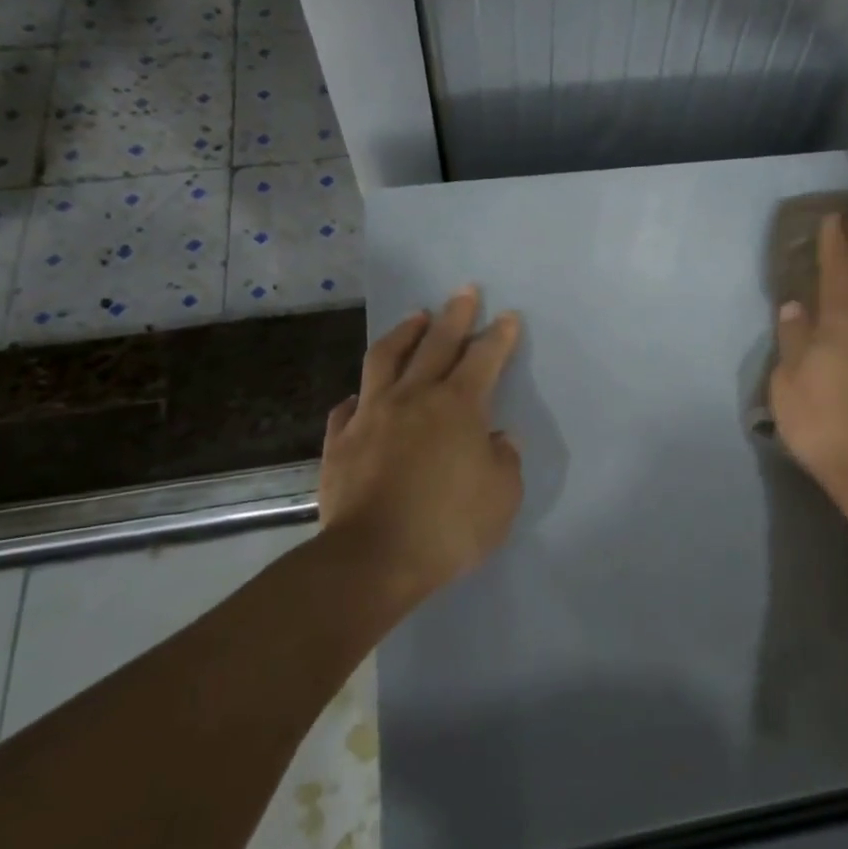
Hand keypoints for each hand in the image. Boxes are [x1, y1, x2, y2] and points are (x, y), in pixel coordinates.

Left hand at [318, 286, 523, 595]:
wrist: (372, 558)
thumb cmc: (448, 526)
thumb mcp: (502, 497)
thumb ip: (504, 460)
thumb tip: (497, 438)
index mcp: (459, 406)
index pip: (484, 358)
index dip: (499, 335)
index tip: (506, 316)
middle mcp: (414, 397)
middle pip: (437, 343)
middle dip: (455, 314)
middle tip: (464, 290)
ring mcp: (372, 415)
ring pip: (386, 358)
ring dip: (404, 333)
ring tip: (416, 317)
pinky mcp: (341, 440)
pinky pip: (349, 406)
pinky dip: (361, 395)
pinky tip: (363, 395)